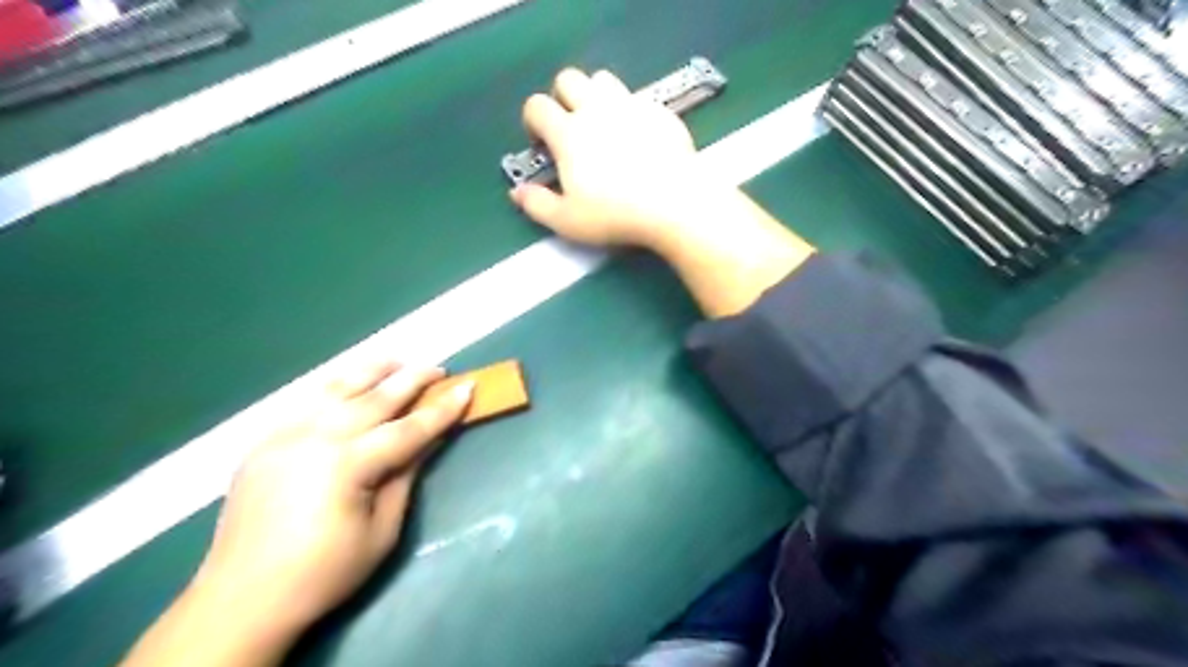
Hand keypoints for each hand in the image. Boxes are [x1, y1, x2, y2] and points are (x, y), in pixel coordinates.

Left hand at [187, 363, 471, 636]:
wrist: (241, 600)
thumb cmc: (323, 573)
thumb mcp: (381, 531)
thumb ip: (405, 477)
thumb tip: (429, 440)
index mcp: (347, 465)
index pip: (408, 428)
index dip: (442, 409)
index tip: (468, 387)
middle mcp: (316, 438)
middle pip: (375, 398)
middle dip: (412, 379)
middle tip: (439, 369)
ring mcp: (284, 435)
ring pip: (337, 388)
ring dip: (372, 371)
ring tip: (397, 361)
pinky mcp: (264, 441)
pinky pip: (307, 402)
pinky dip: (337, 387)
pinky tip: (351, 385)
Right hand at [512, 64, 816, 317]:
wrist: (675, 204)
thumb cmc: (616, 215)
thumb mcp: (568, 221)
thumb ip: (537, 205)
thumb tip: (517, 193)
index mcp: (569, 133)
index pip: (537, 106)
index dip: (533, 121)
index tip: (542, 144)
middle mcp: (596, 109)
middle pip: (569, 78)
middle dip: (562, 98)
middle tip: (571, 129)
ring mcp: (631, 105)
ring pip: (604, 79)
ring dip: (596, 96)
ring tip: (604, 127)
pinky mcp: (659, 111)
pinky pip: (638, 98)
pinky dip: (630, 111)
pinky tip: (639, 138)